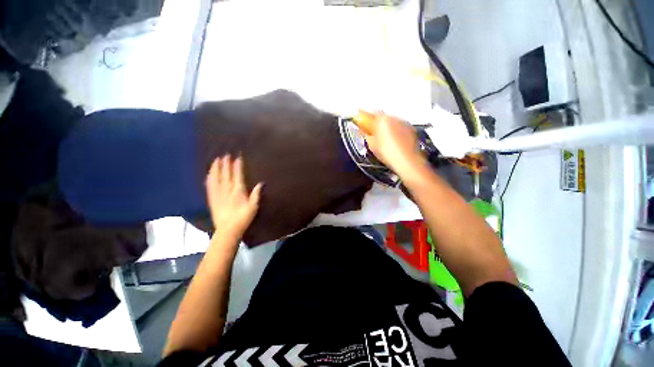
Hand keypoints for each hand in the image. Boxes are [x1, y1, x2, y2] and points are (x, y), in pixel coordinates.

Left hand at [205, 155, 262, 239]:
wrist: (228, 230)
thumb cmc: (243, 218)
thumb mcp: (253, 207)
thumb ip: (256, 194)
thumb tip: (260, 183)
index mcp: (238, 191)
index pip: (237, 175)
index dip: (237, 166)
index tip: (237, 158)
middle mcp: (227, 190)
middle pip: (226, 175)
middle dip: (225, 164)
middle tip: (225, 155)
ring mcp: (218, 194)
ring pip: (216, 179)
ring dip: (216, 169)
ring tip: (215, 160)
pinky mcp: (212, 199)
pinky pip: (209, 187)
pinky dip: (209, 179)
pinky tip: (209, 174)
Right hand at [362, 112, 426, 177]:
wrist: (407, 161)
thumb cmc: (388, 153)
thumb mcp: (372, 145)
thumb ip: (366, 135)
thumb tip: (364, 131)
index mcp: (383, 120)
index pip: (373, 113)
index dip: (368, 118)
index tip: (364, 123)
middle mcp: (395, 118)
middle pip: (384, 117)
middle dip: (378, 124)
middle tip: (374, 134)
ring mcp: (405, 123)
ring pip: (393, 122)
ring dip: (388, 128)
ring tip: (385, 140)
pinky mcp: (412, 130)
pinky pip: (401, 128)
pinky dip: (397, 132)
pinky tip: (394, 143)